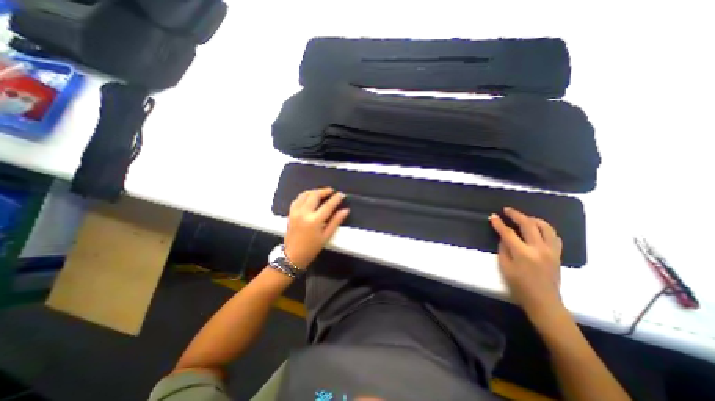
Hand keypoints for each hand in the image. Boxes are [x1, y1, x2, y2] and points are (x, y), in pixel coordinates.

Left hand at [286, 189, 350, 268]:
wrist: (293, 255)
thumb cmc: (312, 248)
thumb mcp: (327, 236)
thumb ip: (336, 221)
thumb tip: (345, 210)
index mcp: (314, 221)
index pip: (328, 205)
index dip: (336, 198)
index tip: (341, 194)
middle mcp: (304, 213)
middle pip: (315, 195)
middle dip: (324, 191)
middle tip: (332, 191)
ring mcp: (295, 212)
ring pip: (305, 194)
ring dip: (314, 191)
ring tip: (322, 193)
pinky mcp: (290, 212)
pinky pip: (298, 199)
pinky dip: (305, 195)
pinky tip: (310, 197)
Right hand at [492, 207, 563, 319]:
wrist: (544, 302)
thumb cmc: (519, 286)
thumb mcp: (504, 267)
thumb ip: (503, 249)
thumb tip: (504, 237)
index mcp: (523, 253)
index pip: (508, 233)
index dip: (499, 223)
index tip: (493, 216)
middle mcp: (539, 249)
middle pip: (528, 225)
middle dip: (516, 215)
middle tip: (507, 210)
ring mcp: (551, 251)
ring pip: (546, 227)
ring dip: (533, 219)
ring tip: (524, 217)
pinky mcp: (558, 254)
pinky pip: (554, 236)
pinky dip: (545, 229)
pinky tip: (538, 229)